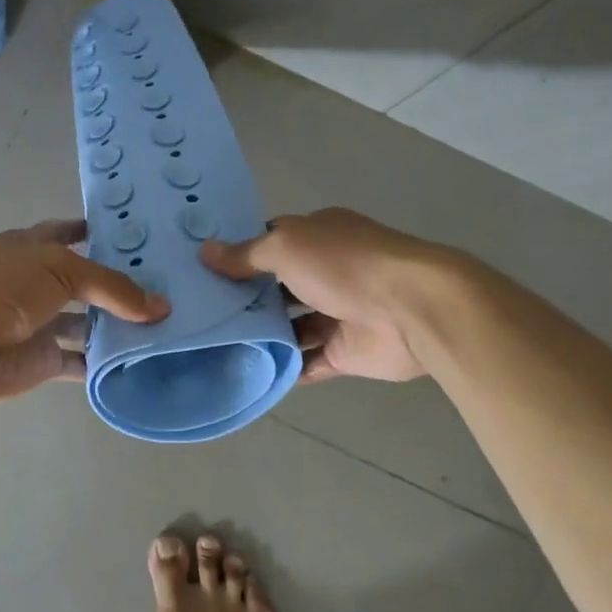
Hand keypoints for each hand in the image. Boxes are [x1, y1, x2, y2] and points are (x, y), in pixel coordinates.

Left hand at [0, 220, 168, 404]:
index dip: (92, 232)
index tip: (131, 236)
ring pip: (86, 324)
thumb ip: (113, 286)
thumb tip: (161, 307)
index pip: (66, 233)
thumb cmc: (1, 287)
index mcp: (32, 248)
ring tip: (165, 325)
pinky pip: (81, 362)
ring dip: (117, 327)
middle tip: (166, 286)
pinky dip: (105, 364)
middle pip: (84, 283)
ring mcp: (40, 324)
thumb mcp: (61, 269)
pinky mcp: (42, 362)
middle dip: (117, 285)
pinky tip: (140, 361)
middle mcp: (37, 284)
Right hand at [201, 208, 438, 383]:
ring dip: (262, 336)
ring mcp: (338, 314)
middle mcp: (328, 273)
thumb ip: (246, 254)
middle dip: (246, 299)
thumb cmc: (344, 264)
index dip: (240, 254)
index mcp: (318, 238)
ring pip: (292, 326)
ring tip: (217, 347)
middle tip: (201, 314)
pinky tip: (250, 373)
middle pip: (278, 287)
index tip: (203, 271)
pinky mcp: (345, 352)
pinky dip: (285, 367)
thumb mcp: (286, 247)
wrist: (410, 309)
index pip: (272, 243)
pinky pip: (308, 361)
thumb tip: (205, 252)